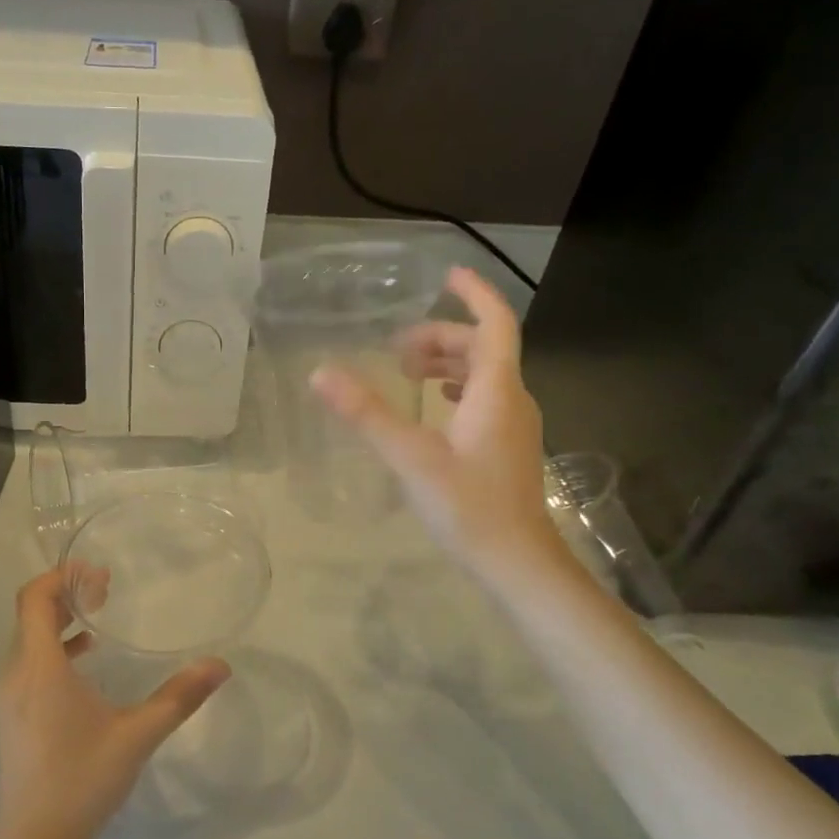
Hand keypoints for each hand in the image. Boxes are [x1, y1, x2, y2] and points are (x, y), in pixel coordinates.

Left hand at [0, 566, 229, 838]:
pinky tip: (85, 662)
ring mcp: (8, 697)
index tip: (97, 574)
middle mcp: (15, 674)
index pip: (34, 598)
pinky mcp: (11, 716)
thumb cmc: (83, 780)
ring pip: (28, 640)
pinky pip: (28, 664)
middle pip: (30, 614)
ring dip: (58, 621)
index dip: (61, 576)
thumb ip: (179, 697)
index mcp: (39, 668)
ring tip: (98, 617)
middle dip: (65, 594)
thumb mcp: (137, 735)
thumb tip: (220, 665)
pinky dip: (53, 650)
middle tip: (105, 589)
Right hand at [312, 266, 559, 573]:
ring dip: (449, 363)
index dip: (474, 294)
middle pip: (484, 348)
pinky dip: (457, 390)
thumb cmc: (468, 506)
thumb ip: (366, 413)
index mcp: (497, 391)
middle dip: (442, 336)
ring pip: (485, 375)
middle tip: (397, 346)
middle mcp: (512, 400)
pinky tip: (435, 409)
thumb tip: (320, 373)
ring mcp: (514, 426)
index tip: (447, 274)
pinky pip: (485, 400)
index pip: (494, 324)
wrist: (517, 563)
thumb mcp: (409, 457)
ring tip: (409, 372)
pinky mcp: (507, 448)